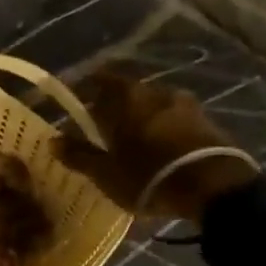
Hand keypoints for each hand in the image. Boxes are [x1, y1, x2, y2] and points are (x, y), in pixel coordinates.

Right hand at [56, 71, 258, 221]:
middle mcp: (155, 91)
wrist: (212, 185)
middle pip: (128, 93)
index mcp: (126, 97)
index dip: (87, 88)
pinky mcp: (205, 121)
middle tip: (103, 129)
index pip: (100, 80)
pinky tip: (159, 149)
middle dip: (114, 107)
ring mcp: (184, 104)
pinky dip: (162, 129)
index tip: (78, 101)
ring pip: (153, 106)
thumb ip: (79, 155)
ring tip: (133, 142)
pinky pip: (174, 119)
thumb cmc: (148, 177)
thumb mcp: (106, 173)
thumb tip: (52, 140)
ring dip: (141, 119)